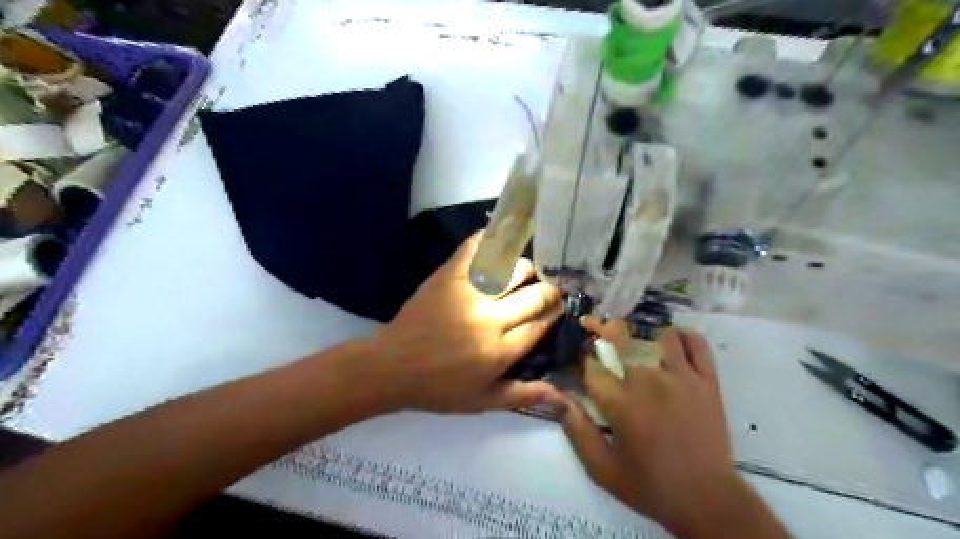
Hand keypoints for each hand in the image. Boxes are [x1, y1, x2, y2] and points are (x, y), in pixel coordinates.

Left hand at [367, 233, 562, 413]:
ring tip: (523, 273)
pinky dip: (491, 240)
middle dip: (548, 290)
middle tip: (547, 287)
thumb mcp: (483, 402)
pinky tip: (500, 242)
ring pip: (513, 268)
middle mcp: (489, 319)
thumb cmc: (439, 388)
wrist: (392, 367)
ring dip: (524, 269)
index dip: (555, 311)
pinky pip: (476, 249)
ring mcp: (468, 293)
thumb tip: (562, 395)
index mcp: (500, 351)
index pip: (541, 322)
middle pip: (534, 294)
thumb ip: (523, 395)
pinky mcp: (448, 275)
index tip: (560, 303)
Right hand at [564, 321, 786, 537]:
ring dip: (643, 336)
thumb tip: (559, 397)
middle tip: (596, 331)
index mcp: (621, 401)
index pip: (591, 363)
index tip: (578, 360)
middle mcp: (649, 380)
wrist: (707, 500)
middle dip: (602, 328)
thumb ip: (576, 430)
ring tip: (637, 348)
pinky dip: (682, 337)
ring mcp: (682, 377)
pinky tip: (671, 346)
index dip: (580, 357)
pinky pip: (696, 342)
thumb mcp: (602, 469)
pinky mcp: (707, 380)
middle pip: (620, 335)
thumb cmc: (650, 485)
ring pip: (657, 334)